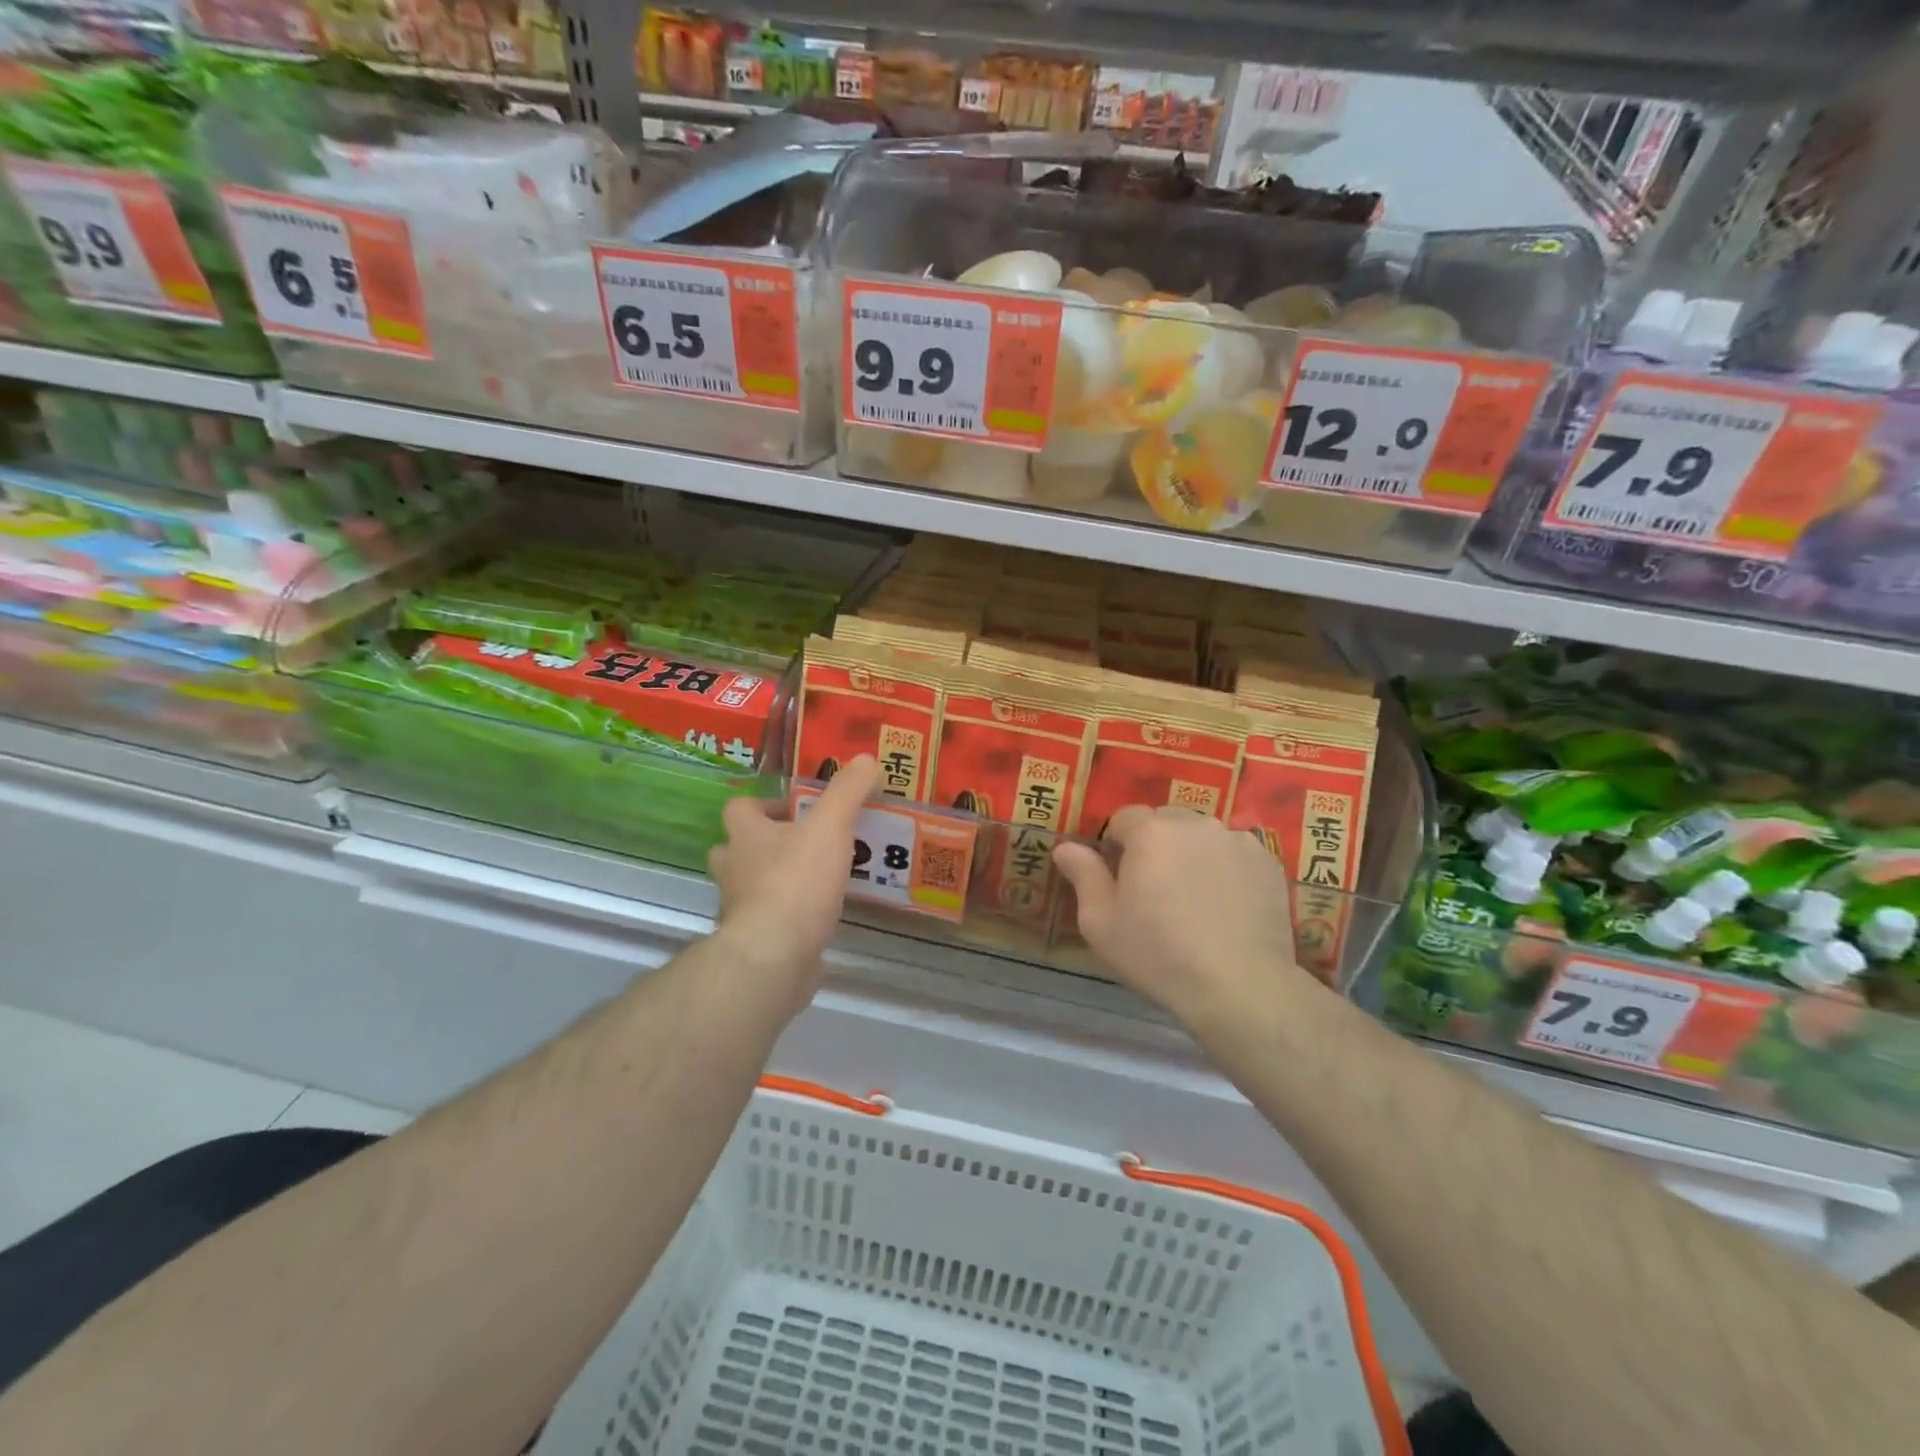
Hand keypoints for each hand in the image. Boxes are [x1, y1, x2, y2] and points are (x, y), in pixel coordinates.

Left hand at [708, 755, 880, 1000]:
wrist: (774, 954)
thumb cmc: (796, 880)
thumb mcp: (830, 826)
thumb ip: (848, 791)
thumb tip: (867, 758)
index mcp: (745, 835)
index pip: (739, 808)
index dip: (764, 804)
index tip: (795, 809)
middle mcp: (734, 868)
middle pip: (737, 848)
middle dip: (765, 844)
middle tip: (804, 843)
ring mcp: (740, 908)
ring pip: (750, 885)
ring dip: (775, 879)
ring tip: (818, 878)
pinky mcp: (754, 941)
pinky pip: (768, 920)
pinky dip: (787, 916)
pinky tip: (818, 916)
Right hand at [1053, 806, 1307, 1032]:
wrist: (1239, 986)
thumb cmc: (1159, 955)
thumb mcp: (1101, 924)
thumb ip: (1083, 876)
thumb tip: (1065, 846)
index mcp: (1150, 832)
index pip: (1124, 817)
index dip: (1117, 844)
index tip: (1119, 878)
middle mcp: (1194, 823)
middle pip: (1165, 821)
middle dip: (1155, 845)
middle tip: (1155, 889)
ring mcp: (1236, 840)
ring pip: (1201, 835)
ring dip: (1191, 853)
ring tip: (1194, 897)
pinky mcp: (1267, 861)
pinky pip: (1234, 852)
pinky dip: (1225, 867)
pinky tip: (1226, 904)